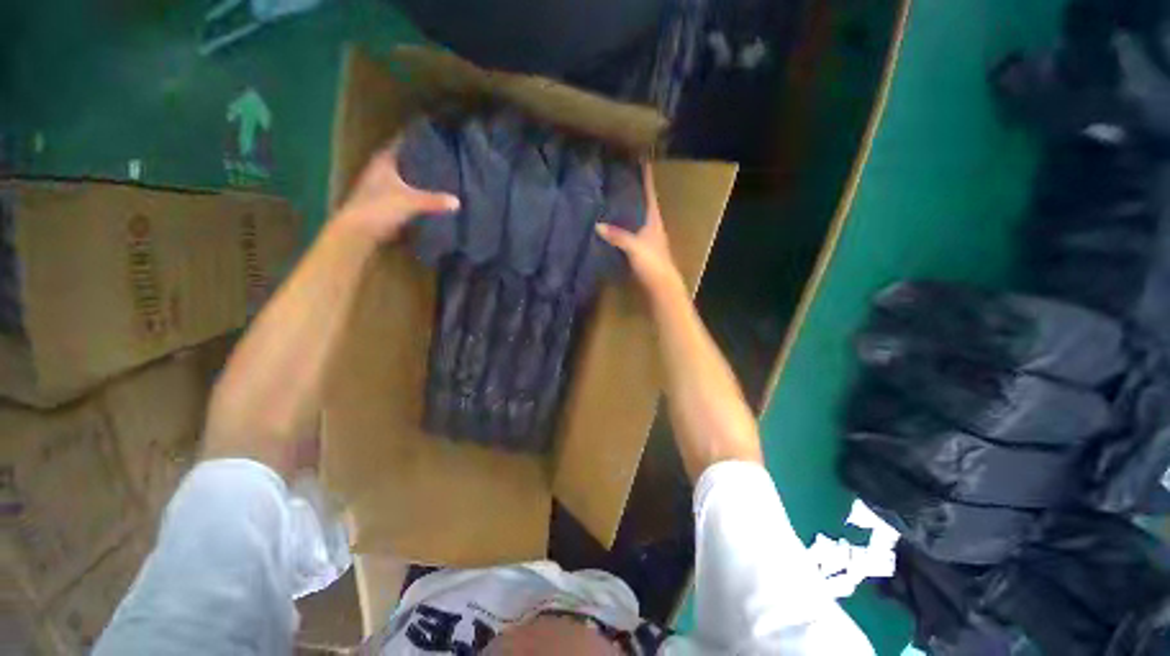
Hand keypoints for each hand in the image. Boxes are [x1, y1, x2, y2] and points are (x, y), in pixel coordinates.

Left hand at [334, 143, 459, 241]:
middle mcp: (380, 172)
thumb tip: (457, 202)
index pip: (399, 144)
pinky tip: (428, 201)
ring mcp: (380, 189)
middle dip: (419, 162)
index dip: (414, 141)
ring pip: (403, 180)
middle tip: (441, 160)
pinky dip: (414, 197)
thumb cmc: (381, 208)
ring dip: (417, 181)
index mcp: (383, 162)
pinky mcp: (383, 205)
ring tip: (438, 180)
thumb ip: (435, 200)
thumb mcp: (411, 202)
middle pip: (402, 162)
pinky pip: (404, 196)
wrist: (359, 233)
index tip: (432, 139)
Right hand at [596, 163, 685, 298]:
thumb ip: (617, 235)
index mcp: (654, 220)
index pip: (650, 194)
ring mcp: (648, 240)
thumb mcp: (634, 247)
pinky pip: (631, 234)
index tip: (640, 162)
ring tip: (612, 199)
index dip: (646, 178)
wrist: (661, 287)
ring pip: (637, 220)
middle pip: (643, 205)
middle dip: (633, 192)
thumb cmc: (653, 263)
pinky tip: (612, 227)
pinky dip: (623, 228)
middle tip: (618, 179)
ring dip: (628, 211)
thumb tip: (597, 225)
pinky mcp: (642, 252)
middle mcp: (652, 227)